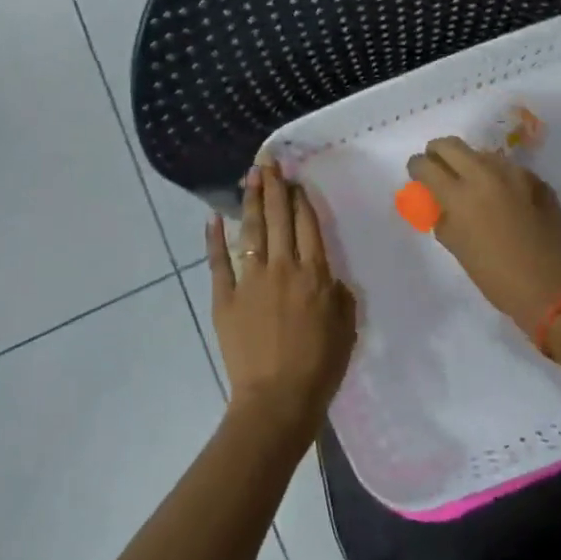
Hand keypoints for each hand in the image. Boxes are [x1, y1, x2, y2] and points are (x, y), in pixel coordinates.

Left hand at [207, 159, 356, 441]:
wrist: (277, 399)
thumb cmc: (319, 366)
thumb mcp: (346, 328)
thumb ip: (340, 296)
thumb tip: (330, 276)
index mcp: (315, 274)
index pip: (308, 225)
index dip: (301, 198)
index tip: (295, 178)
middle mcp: (283, 267)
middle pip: (279, 217)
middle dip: (274, 186)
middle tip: (268, 160)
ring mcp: (251, 280)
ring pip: (252, 230)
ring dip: (250, 200)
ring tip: (249, 174)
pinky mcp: (225, 297)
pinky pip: (219, 262)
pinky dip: (215, 238)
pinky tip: (214, 217)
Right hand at [406, 137, 560, 329]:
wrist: (554, 288)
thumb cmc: (497, 277)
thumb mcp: (457, 247)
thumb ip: (442, 217)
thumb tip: (438, 202)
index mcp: (460, 195)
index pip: (426, 165)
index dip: (416, 168)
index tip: (417, 174)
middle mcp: (486, 174)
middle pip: (450, 145)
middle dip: (438, 153)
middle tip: (437, 169)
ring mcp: (515, 174)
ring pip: (481, 153)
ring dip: (469, 164)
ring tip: (472, 187)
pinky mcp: (537, 179)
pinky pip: (507, 169)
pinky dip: (496, 177)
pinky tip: (502, 200)